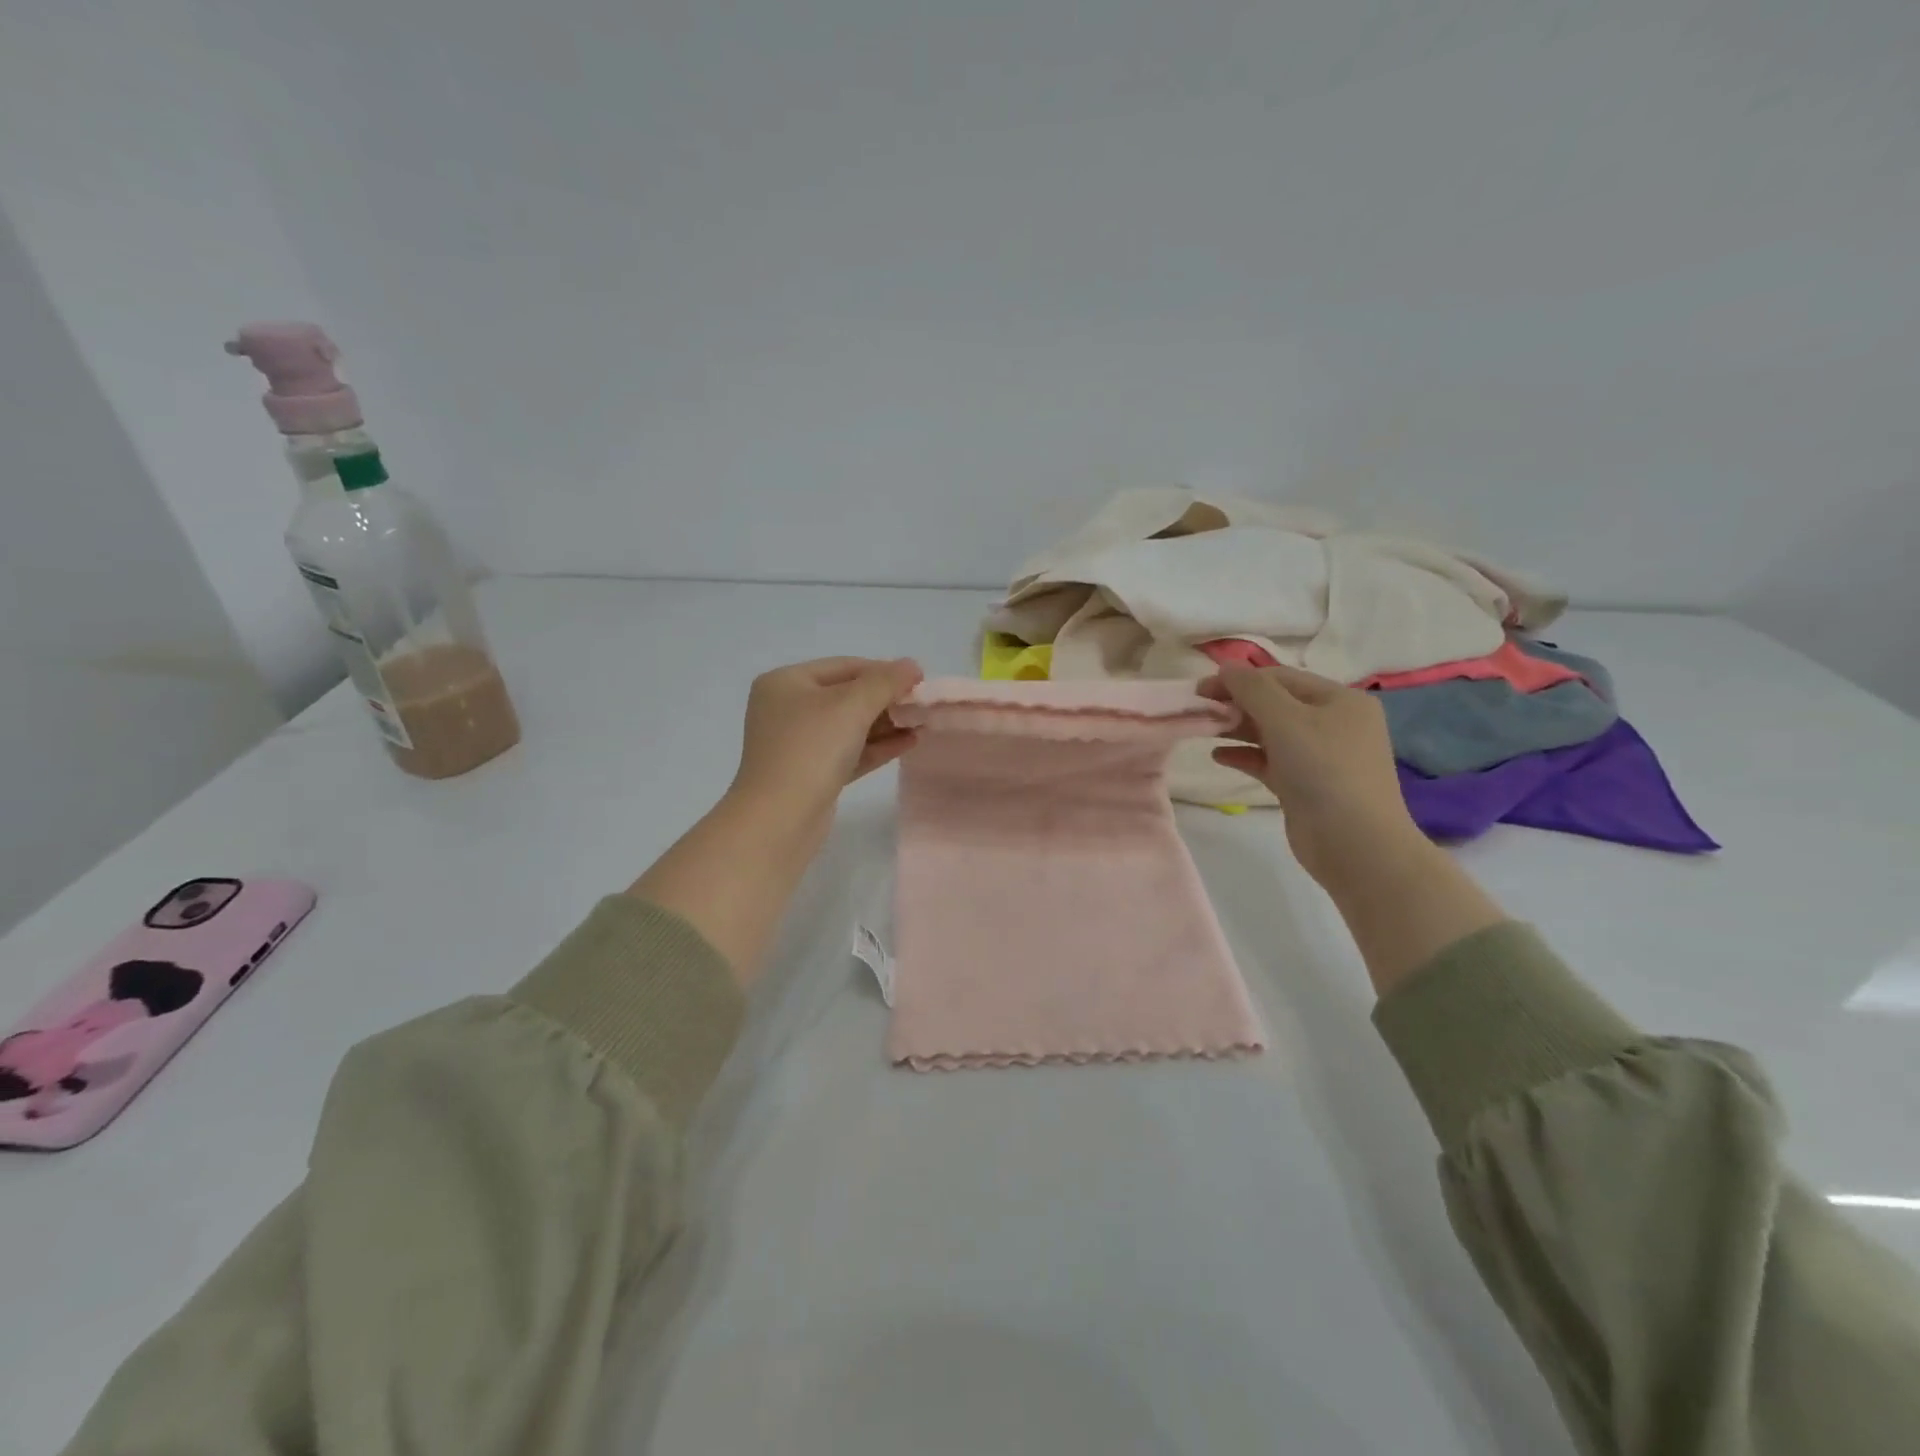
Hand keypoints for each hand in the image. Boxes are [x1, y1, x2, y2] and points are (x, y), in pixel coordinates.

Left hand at [631, 656, 922, 986]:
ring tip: (923, 723)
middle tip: (923, 705)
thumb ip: (885, 682)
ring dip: (886, 724)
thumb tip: (912, 665)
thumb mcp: (851, 706)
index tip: (919, 680)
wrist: (779, 819)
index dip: (883, 670)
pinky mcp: (810, 774)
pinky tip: (909, 743)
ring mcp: (797, 744)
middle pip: (846, 695)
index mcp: (786, 682)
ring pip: (849, 726)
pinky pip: (849, 752)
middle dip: (886, 700)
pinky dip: (877, 747)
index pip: (844, 666)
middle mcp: (787, 708)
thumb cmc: (811, 749)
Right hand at [1201, 664, 1424, 890]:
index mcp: (1340, 700)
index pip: (1281, 677)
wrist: (1355, 843)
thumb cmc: (1323, 770)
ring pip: (1272, 733)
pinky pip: (1270, 761)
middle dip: (1238, 704)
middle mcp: (1334, 724)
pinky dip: (1245, 756)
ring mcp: (1321, 757)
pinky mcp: (1306, 785)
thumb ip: (1252, 689)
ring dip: (1238, 729)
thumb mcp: (1286, 719)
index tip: (1201, 689)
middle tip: (1200, 711)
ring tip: (1205, 730)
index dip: (1240, 679)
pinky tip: (1219, 757)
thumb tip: (1226, 668)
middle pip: (1277, 704)